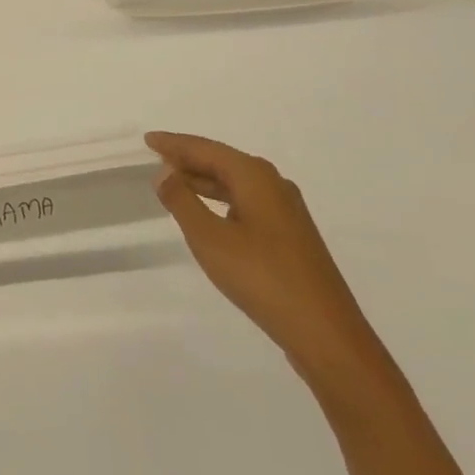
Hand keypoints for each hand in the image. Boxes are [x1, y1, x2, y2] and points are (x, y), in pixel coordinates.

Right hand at [146, 131, 384, 391]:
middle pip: (222, 162)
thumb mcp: (209, 238)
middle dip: (188, 159)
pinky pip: (246, 202)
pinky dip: (221, 200)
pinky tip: (209, 215)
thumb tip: (164, 172)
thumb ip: (182, 200)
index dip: (174, 144)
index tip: (148, 140)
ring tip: (174, 184)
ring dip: (204, 181)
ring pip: (235, 183)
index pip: (205, 149)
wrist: (326, 334)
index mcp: (255, 176)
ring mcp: (286, 211)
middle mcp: (273, 184)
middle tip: (155, 159)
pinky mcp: (291, 236)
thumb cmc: (263, 278)